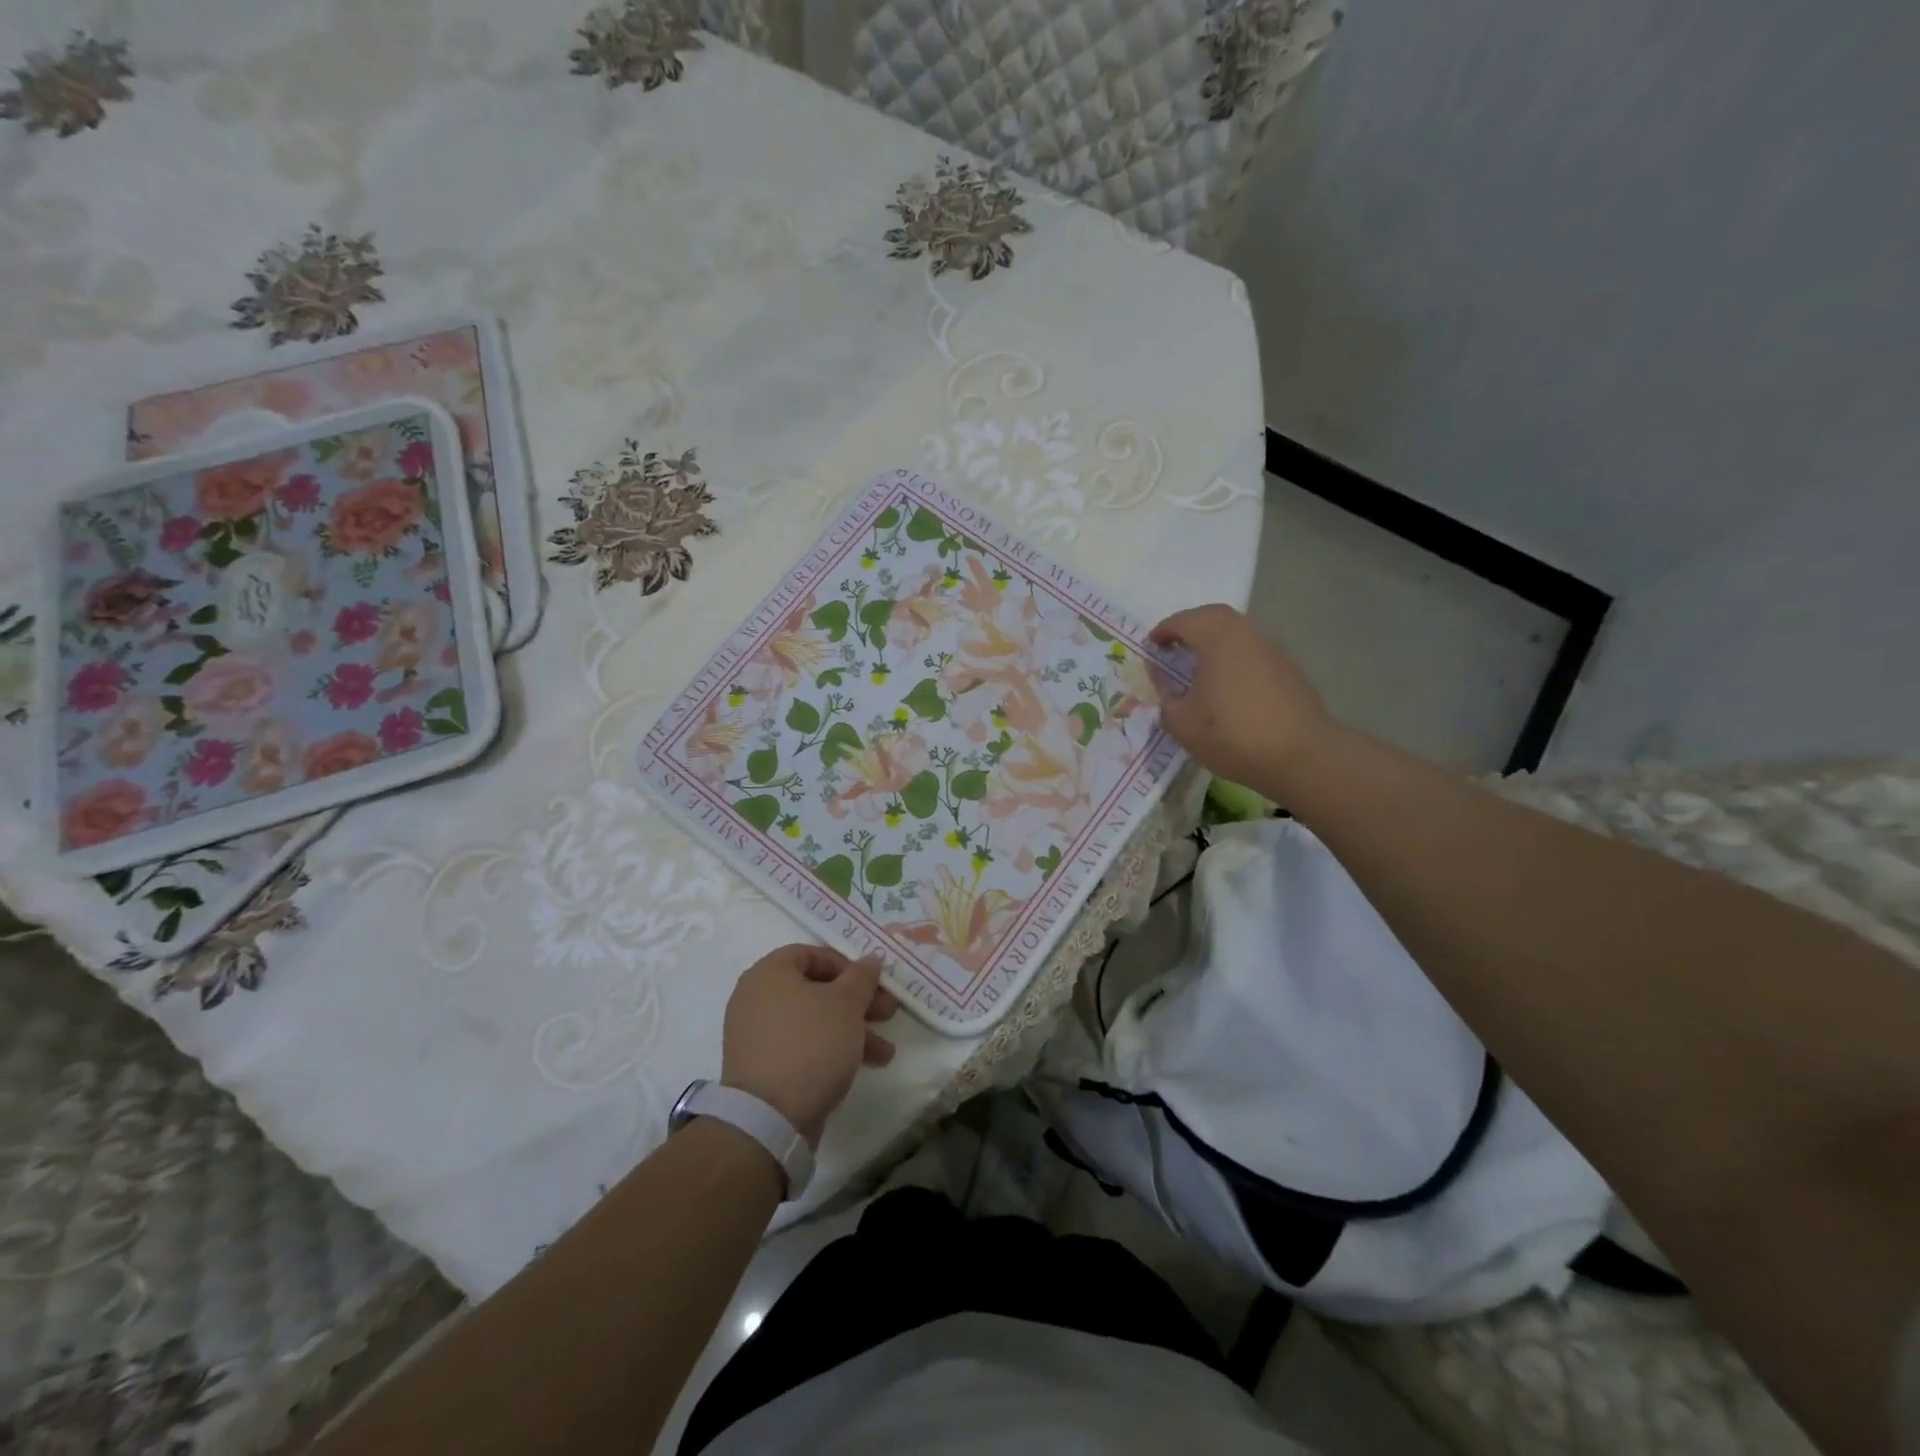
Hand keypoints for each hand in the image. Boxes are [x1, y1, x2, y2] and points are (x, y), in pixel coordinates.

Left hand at [721, 945, 897, 1147]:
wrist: (770, 1118)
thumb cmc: (811, 1044)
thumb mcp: (846, 1004)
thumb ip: (862, 977)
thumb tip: (871, 959)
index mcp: (769, 974)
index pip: (810, 954)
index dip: (845, 964)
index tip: (870, 982)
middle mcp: (757, 999)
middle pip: (815, 990)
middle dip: (857, 1002)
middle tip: (888, 1012)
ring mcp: (758, 1037)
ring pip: (813, 1022)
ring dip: (852, 1030)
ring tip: (885, 1051)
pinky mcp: (764, 1069)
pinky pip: (803, 1047)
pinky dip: (831, 1050)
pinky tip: (864, 1065)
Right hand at [1148, 604, 1334, 797]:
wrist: (1300, 756)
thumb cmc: (1232, 734)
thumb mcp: (1181, 722)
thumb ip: (1164, 694)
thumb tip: (1161, 675)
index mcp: (1217, 638)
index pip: (1183, 621)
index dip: (1163, 632)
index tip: (1151, 647)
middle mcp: (1246, 634)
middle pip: (1214, 617)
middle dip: (1190, 627)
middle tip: (1174, 648)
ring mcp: (1272, 650)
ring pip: (1237, 633)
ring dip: (1215, 642)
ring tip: (1199, 668)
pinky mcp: (1288, 670)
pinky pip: (1252, 652)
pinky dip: (1234, 658)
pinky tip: (1228, 686)